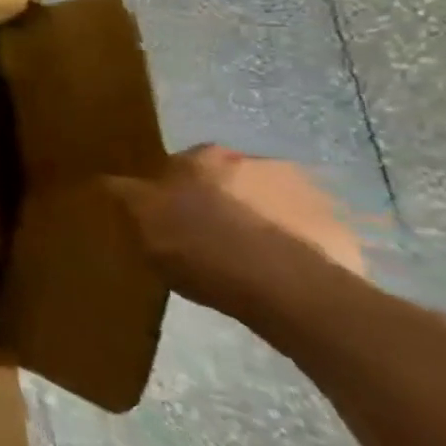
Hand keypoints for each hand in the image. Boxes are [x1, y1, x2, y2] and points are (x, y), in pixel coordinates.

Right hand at [109, 146, 365, 311]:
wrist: (286, 288)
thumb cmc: (202, 247)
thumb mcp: (143, 221)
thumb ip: (125, 194)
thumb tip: (106, 178)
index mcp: (204, 156)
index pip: (179, 165)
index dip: (171, 192)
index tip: (167, 219)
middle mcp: (255, 161)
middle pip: (227, 180)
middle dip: (219, 201)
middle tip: (206, 239)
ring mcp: (305, 192)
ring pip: (268, 203)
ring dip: (257, 220)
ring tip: (246, 261)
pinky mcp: (340, 227)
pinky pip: (305, 233)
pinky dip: (292, 246)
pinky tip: (279, 275)